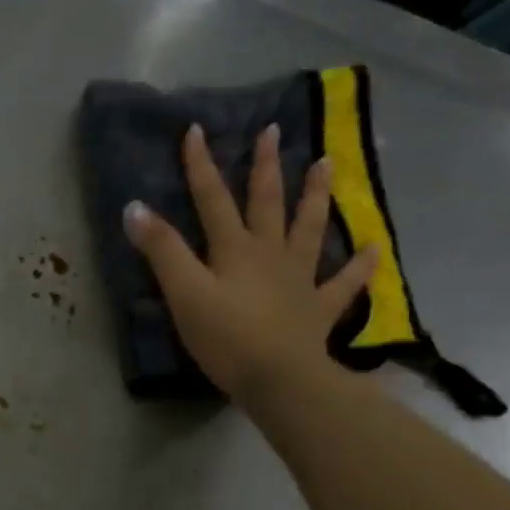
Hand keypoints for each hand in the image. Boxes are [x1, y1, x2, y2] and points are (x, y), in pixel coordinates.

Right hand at [123, 123, 377, 405]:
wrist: (279, 379)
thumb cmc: (225, 337)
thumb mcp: (184, 293)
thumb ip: (161, 250)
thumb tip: (135, 207)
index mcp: (235, 249)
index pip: (213, 199)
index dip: (201, 166)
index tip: (196, 130)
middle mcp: (270, 254)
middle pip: (267, 203)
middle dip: (266, 166)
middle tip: (273, 131)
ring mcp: (299, 279)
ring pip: (309, 229)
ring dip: (316, 196)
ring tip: (326, 164)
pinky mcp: (318, 308)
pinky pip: (343, 283)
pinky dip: (360, 266)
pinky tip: (374, 249)